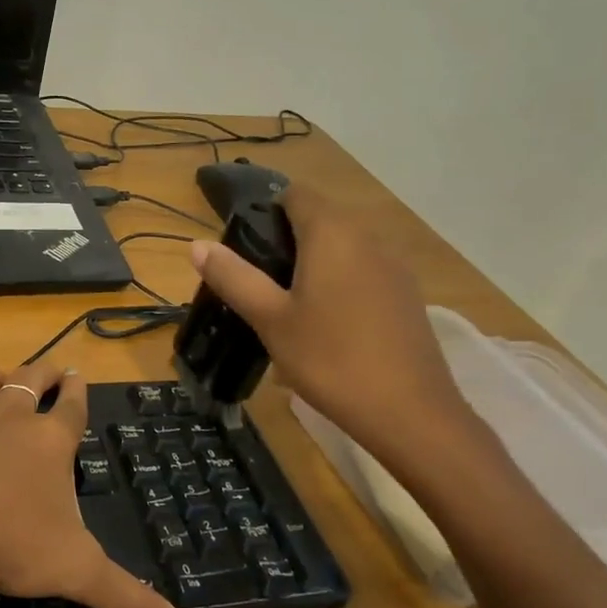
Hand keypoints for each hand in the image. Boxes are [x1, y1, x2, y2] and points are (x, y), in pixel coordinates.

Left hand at [0, 362, 192, 607]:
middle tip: (51, 368)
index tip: (79, 376)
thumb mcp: (78, 573)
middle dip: (43, 373)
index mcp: (50, 442)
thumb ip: (130, 603)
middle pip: (30, 382)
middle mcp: (8, 416)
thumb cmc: (9, 543)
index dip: (78, 392)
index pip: (72, 408)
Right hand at [190, 183, 470, 454]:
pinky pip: (364, 271)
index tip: (244, 248)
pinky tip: (327, 325)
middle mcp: (368, 237)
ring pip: (344, 247)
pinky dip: (340, 283)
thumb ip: (233, 277)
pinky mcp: (407, 295)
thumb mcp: (269, 319)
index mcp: (332, 233)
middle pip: (320, 219)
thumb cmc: (330, 359)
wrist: (409, 413)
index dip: (266, 211)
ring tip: (287, 307)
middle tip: (258, 283)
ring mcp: (394, 266)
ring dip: (314, 264)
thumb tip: (197, 244)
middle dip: (286, 241)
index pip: (295, 194)